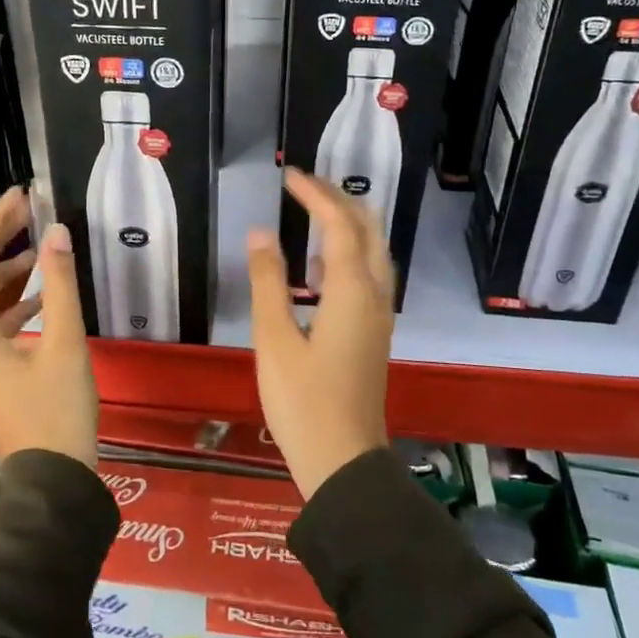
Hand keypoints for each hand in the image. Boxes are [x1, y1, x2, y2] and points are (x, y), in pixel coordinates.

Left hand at [0, 186, 98, 466]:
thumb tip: (57, 233)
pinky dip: (10, 304)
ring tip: (40, 249)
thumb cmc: (57, 411)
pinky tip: (40, 296)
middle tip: (29, 214)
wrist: (51, 480)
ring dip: (5, 273)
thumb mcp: (65, 343)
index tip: (20, 197)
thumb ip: (59, 284)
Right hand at [247, 168, 394, 499]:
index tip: (289, 176)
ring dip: (350, 223)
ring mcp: (379, 316)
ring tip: (316, 210)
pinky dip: (351, 251)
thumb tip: (259, 233)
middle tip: (305, 186)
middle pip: (368, 231)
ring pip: (375, 252)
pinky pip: (370, 274)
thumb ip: (268, 282)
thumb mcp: (274, 339)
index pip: (339, 224)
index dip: (316, 195)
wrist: (343, 461)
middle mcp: (375, 295)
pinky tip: (325, 263)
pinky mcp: (374, 333)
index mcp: (352, 291)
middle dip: (340, 200)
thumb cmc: (302, 401)